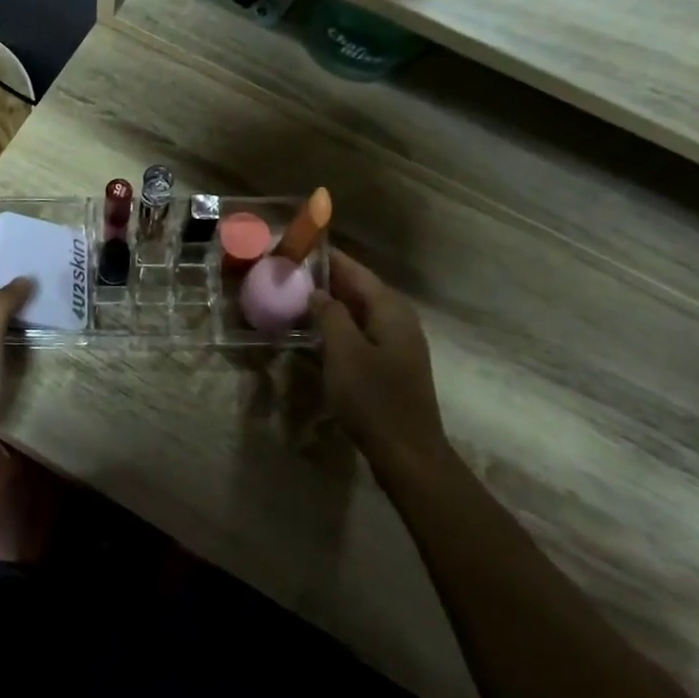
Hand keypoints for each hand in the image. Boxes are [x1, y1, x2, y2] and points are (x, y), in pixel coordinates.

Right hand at [310, 250, 448, 483]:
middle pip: (361, 288)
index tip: (300, 246)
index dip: (329, 258)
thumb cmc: (373, 398)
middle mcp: (398, 319)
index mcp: (390, 310)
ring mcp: (398, 342)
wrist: (407, 451)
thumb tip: (318, 292)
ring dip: (333, 302)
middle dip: (328, 279)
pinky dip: (340, 324)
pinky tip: (318, 331)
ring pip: (361, 311)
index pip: (357, 271)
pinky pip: (362, 331)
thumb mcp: (344, 352)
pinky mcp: (391, 363)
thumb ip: (331, 316)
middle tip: (291, 272)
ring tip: (297, 296)